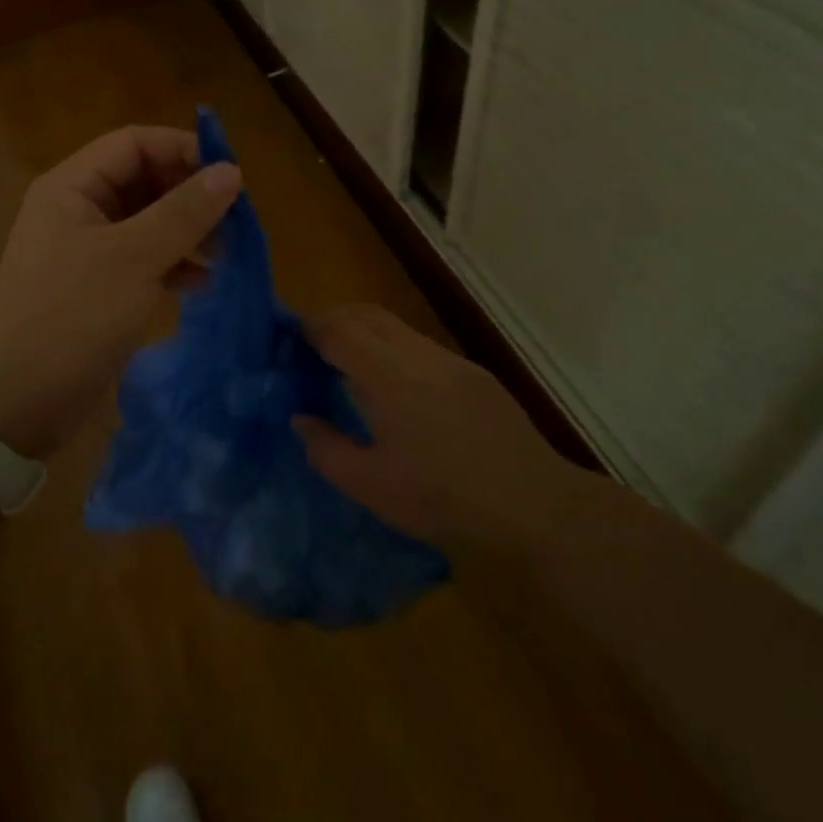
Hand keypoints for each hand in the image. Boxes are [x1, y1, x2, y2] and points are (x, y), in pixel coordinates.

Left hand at [0, 126, 241, 459]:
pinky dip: (172, 265)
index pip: (133, 143)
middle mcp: (77, 211)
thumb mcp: (134, 259)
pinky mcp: (97, 289)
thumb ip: (184, 212)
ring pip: (147, 222)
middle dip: (189, 195)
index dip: (182, 149)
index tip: (230, 174)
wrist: (17, 403)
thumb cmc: (72, 317)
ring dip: (187, 232)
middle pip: (142, 181)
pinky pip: (142, 260)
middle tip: (234, 219)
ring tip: (227, 252)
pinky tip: (201, 283)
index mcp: (72, 188)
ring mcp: (86, 251)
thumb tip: (232, 171)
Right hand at [294, 305, 571, 548]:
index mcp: (391, 380)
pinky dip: (394, 349)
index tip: (288, 336)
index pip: (340, 331)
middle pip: (368, 315)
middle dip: (334, 319)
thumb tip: (301, 419)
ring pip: (398, 327)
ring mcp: (452, 362)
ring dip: (366, 332)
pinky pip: (422, 346)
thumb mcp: (373, 487)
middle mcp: (421, 357)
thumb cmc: (444, 500)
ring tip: (348, 361)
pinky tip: (395, 385)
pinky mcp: (475, 374)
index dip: (310, 328)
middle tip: (310, 343)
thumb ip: (327, 450)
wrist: (534, 505)